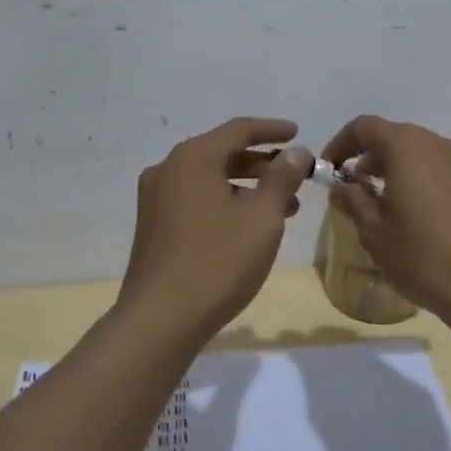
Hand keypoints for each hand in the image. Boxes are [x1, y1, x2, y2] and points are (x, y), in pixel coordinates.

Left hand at [119, 117, 311, 343]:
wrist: (159, 320)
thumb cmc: (217, 262)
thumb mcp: (261, 217)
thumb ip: (281, 178)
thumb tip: (296, 151)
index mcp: (193, 158)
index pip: (239, 129)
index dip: (272, 130)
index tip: (298, 133)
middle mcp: (168, 169)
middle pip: (222, 153)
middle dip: (263, 165)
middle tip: (295, 180)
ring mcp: (155, 198)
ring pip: (209, 179)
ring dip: (246, 187)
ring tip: (282, 211)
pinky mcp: (153, 225)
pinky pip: (195, 199)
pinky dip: (224, 202)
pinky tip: (247, 227)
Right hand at [321, 116, 450, 329]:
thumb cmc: (423, 255)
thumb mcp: (374, 231)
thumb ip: (352, 200)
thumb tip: (342, 186)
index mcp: (408, 147)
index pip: (365, 127)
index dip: (341, 143)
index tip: (330, 169)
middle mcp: (439, 145)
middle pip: (396, 137)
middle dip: (371, 157)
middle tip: (356, 188)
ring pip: (422, 154)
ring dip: (399, 170)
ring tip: (388, 206)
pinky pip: (444, 173)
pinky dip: (425, 183)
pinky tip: (423, 220)